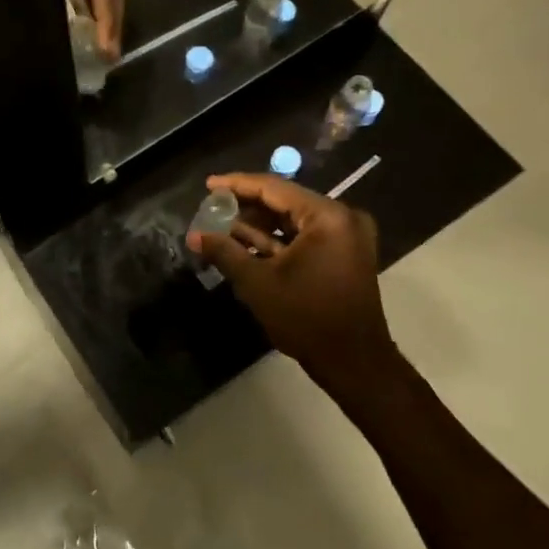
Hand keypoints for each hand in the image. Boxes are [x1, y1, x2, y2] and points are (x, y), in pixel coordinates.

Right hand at [188, 173, 392, 386]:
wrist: (354, 363)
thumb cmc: (306, 318)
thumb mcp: (258, 282)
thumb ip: (224, 252)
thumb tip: (194, 236)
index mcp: (327, 217)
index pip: (274, 188)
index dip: (237, 185)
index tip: (209, 185)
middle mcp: (342, 218)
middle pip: (285, 202)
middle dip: (247, 206)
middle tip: (213, 208)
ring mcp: (347, 238)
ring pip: (294, 220)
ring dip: (260, 224)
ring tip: (223, 227)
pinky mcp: (346, 255)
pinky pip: (305, 236)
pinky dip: (278, 240)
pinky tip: (246, 244)